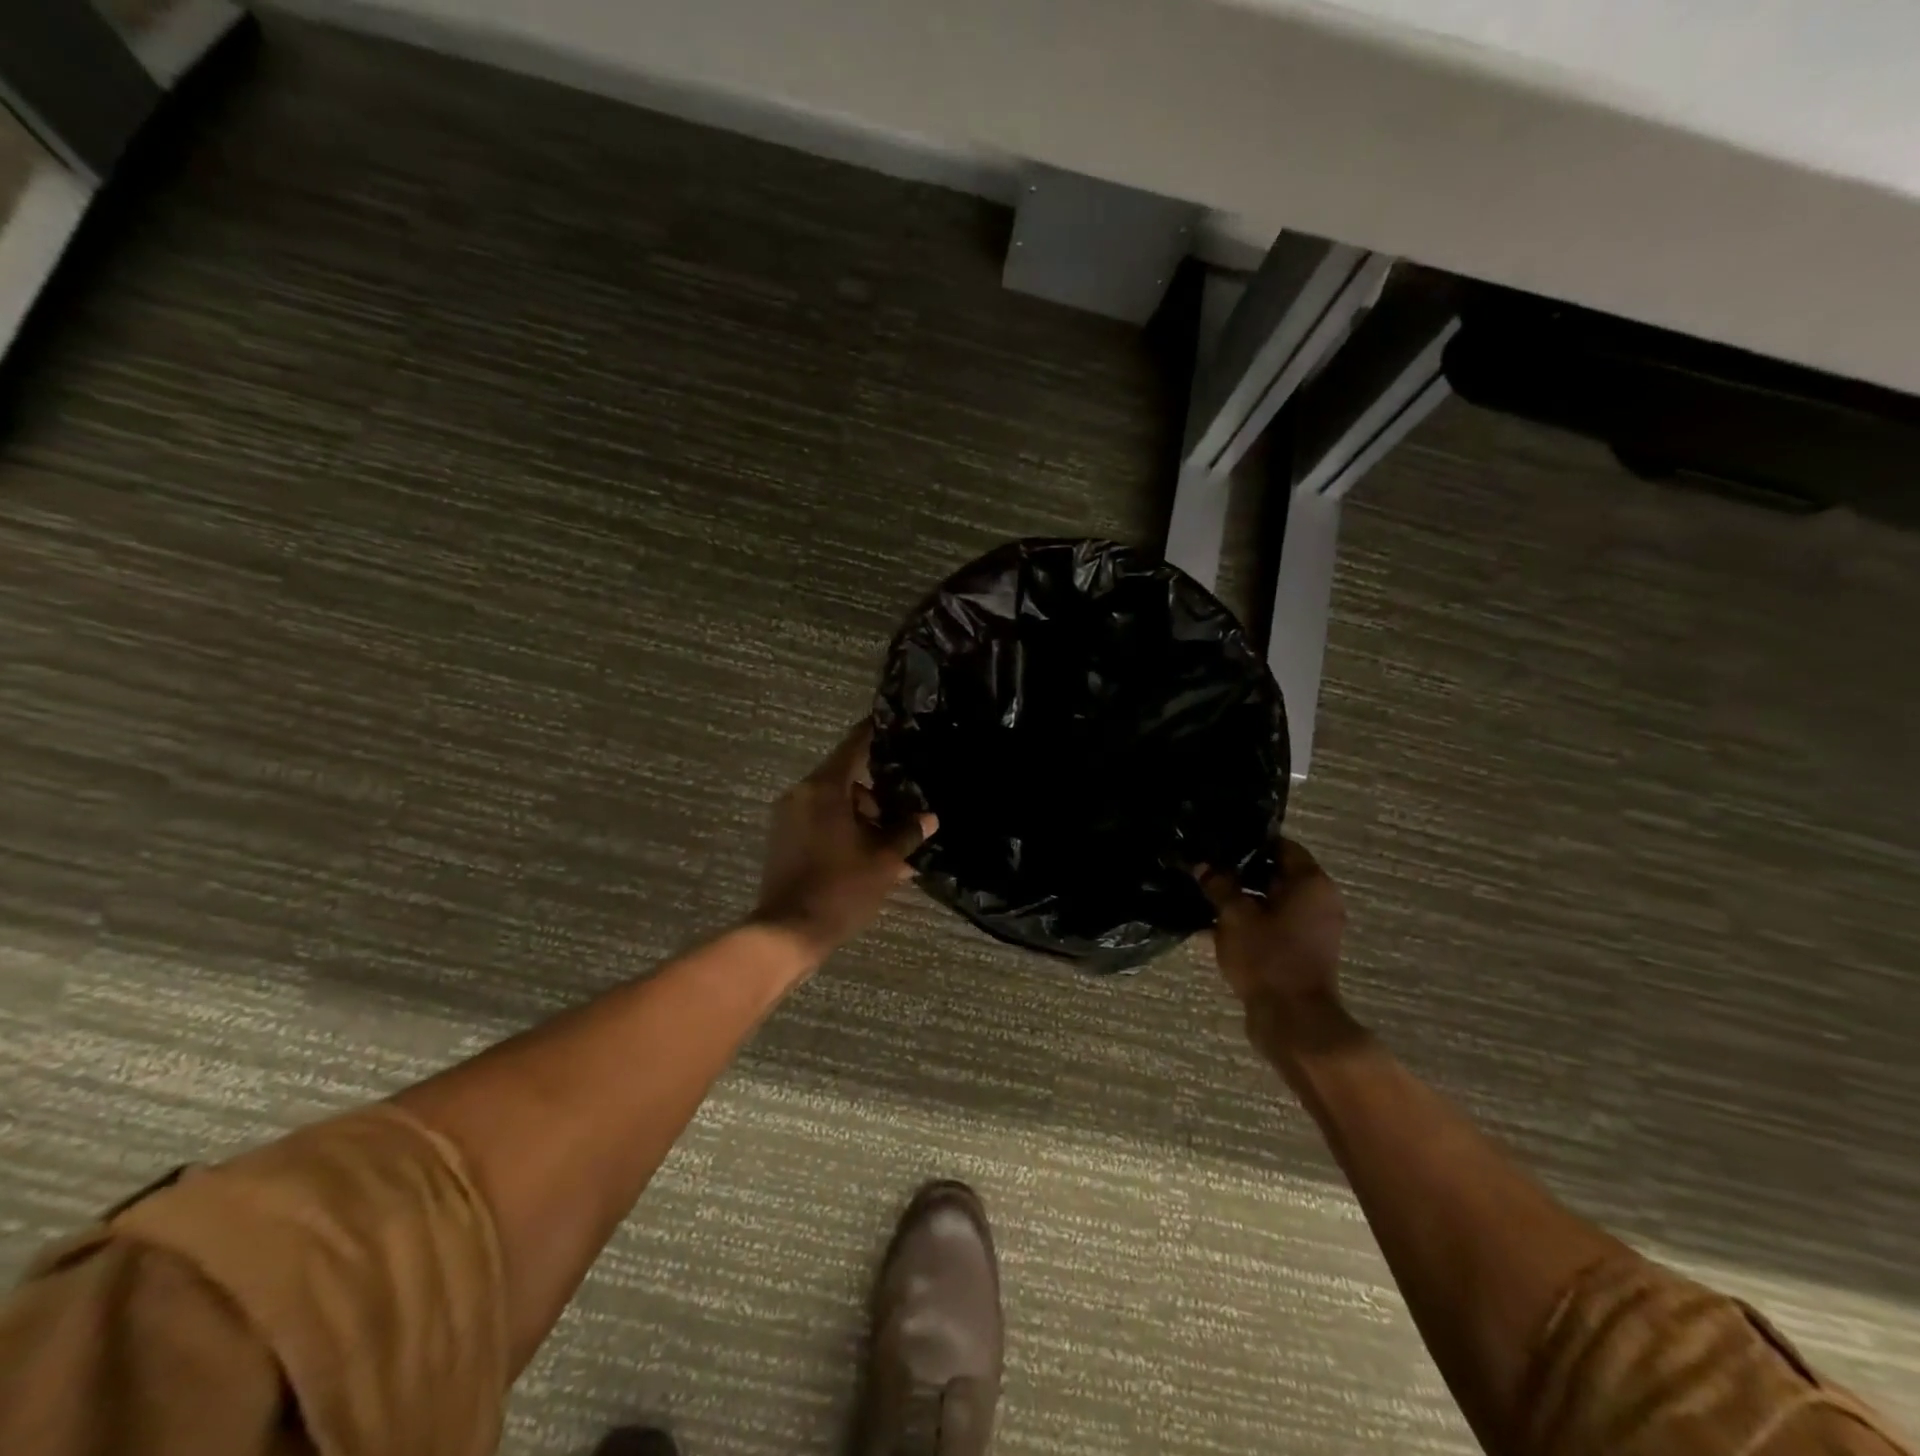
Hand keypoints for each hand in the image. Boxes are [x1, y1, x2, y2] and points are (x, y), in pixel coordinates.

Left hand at [750, 721, 935, 963]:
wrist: (788, 932)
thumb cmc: (840, 888)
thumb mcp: (884, 860)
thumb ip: (907, 832)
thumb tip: (928, 818)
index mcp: (824, 788)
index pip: (854, 745)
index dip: (877, 734)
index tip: (898, 728)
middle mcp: (802, 794)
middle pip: (846, 778)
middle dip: (878, 794)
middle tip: (906, 812)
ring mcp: (789, 818)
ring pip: (835, 804)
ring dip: (863, 818)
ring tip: (893, 845)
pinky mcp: (784, 840)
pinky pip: (821, 823)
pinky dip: (845, 831)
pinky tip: (871, 857)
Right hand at [1198, 839, 1352, 1054]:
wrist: (1293, 1020)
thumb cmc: (1268, 957)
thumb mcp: (1234, 916)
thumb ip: (1218, 885)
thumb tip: (1202, 865)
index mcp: (1311, 883)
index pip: (1281, 845)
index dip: (1248, 842)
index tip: (1218, 842)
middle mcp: (1320, 900)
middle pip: (1277, 873)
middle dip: (1241, 871)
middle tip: (1206, 867)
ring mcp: (1315, 929)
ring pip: (1273, 901)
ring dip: (1243, 898)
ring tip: (1206, 895)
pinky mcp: (1304, 951)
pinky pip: (1275, 924)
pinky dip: (1252, 921)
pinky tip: (1217, 925)